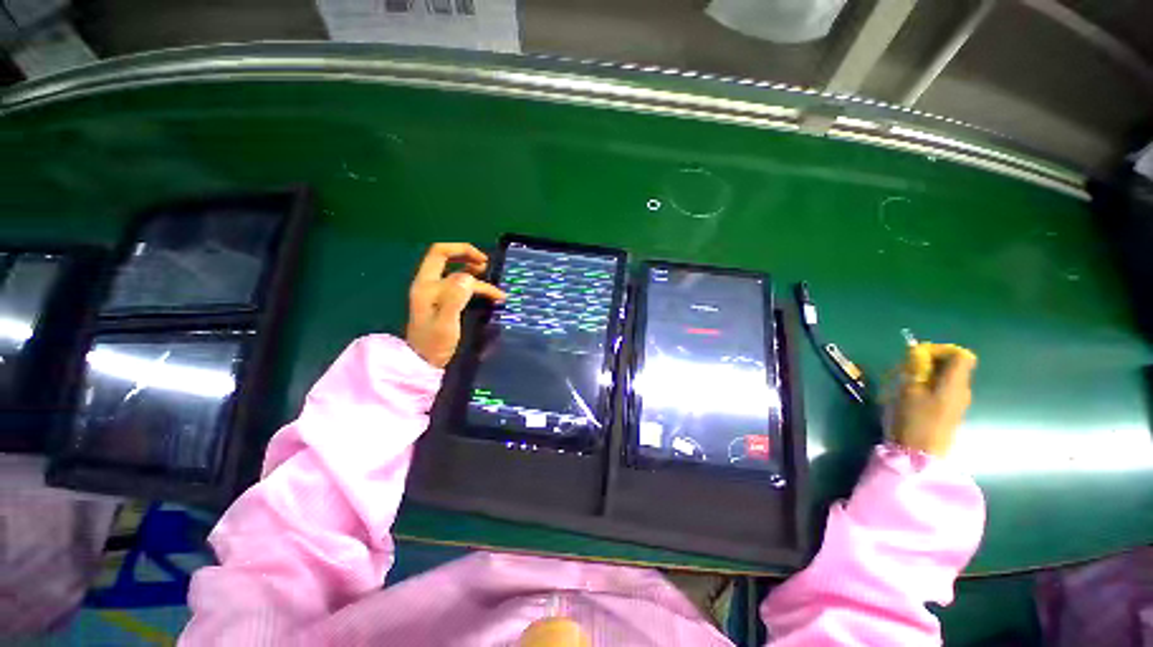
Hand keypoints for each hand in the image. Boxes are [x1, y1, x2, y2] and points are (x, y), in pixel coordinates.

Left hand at [406, 243, 505, 368]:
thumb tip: (467, 276)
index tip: (484, 263)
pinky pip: (458, 286)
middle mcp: (428, 285)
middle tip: (487, 266)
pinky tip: (486, 295)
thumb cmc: (434, 346)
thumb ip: (454, 298)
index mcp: (426, 286)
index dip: (462, 251)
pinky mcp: (441, 304)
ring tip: (491, 282)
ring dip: (473, 273)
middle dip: (467, 257)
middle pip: (445, 258)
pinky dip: (473, 286)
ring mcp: (434, 294)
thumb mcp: (446, 324)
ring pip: (454, 273)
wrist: (424, 366)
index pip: (441, 254)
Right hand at [886, 343, 977, 456]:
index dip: (941, 350)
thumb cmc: (914, 420)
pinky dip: (926, 386)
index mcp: (954, 383)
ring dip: (924, 375)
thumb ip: (915, 368)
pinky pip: (941, 390)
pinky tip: (909, 396)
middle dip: (928, 362)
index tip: (918, 355)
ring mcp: (956, 403)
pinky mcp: (948, 412)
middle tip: (904, 369)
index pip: (961, 355)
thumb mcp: (908, 390)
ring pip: (944, 378)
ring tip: (902, 382)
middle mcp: (961, 390)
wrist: (920, 455)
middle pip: (952, 366)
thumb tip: (917, 351)